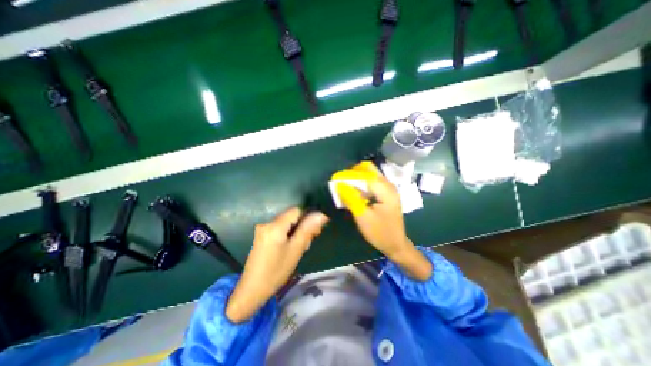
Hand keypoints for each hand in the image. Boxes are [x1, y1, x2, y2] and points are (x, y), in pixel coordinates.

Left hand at [226, 207, 330, 320]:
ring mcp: (263, 229)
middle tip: (307, 243)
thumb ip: (308, 230)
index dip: (307, 218)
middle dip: (302, 227)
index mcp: (275, 225)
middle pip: (291, 217)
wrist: (251, 290)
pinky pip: (280, 229)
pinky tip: (289, 248)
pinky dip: (288, 235)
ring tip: (299, 248)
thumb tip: (321, 214)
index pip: (297, 210)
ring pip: (287, 223)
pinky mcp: (262, 235)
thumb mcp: (296, 250)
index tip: (314, 232)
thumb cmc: (276, 271)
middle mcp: (267, 222)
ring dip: (296, 232)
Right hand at [336, 162, 430, 280]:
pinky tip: (354, 189)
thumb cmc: (380, 232)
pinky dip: (362, 183)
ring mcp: (388, 189)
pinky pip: (372, 182)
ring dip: (357, 177)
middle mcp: (388, 185)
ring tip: (345, 183)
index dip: (349, 174)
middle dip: (354, 172)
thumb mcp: (363, 217)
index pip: (365, 175)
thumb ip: (351, 199)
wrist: (395, 244)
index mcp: (385, 190)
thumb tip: (339, 185)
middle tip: (341, 179)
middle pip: (370, 170)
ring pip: (371, 175)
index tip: (336, 178)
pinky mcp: (386, 193)